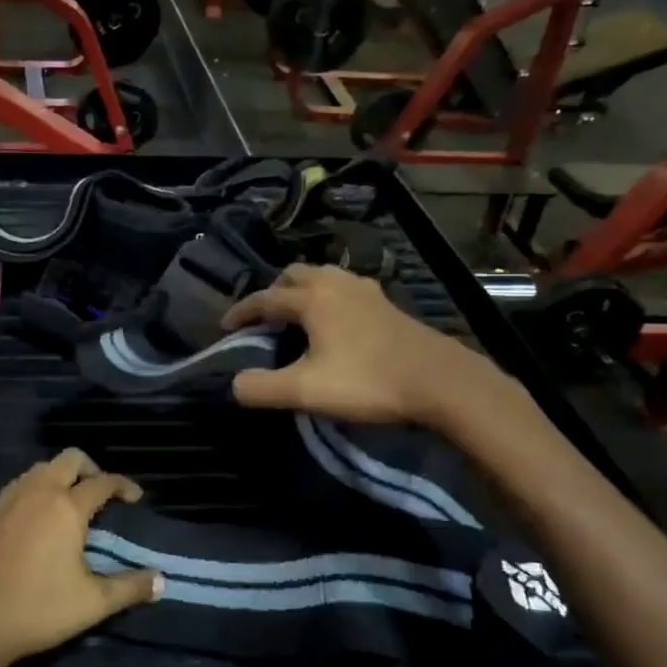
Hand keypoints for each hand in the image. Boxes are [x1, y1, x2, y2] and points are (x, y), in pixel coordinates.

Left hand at [0, 449, 160, 666]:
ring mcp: (8, 499)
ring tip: (70, 505)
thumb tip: (162, 581)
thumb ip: (130, 588)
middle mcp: (38, 491)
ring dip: (61, 476)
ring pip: (41, 468)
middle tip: (102, 494)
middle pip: (69, 459)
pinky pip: (19, 485)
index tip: (135, 497)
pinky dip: (36, 488)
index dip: (123, 485)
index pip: (102, 482)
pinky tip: (37, 519)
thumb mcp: (92, 603)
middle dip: (90, 469)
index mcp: (67, 506)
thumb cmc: (36, 608)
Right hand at [222, 264, 531, 433]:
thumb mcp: (305, 391)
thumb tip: (235, 384)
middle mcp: (336, 284)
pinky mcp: (388, 304)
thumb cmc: (368, 382)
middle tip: (264, 316)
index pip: (265, 298)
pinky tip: (337, 321)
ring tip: (298, 314)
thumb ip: (261, 388)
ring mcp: (366, 291)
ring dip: (304, 289)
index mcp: (312, 299)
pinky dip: (330, 296)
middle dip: (274, 290)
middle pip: (295, 274)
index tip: (225, 326)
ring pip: (324, 276)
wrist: (440, 382)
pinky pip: (346, 288)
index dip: (242, 311)